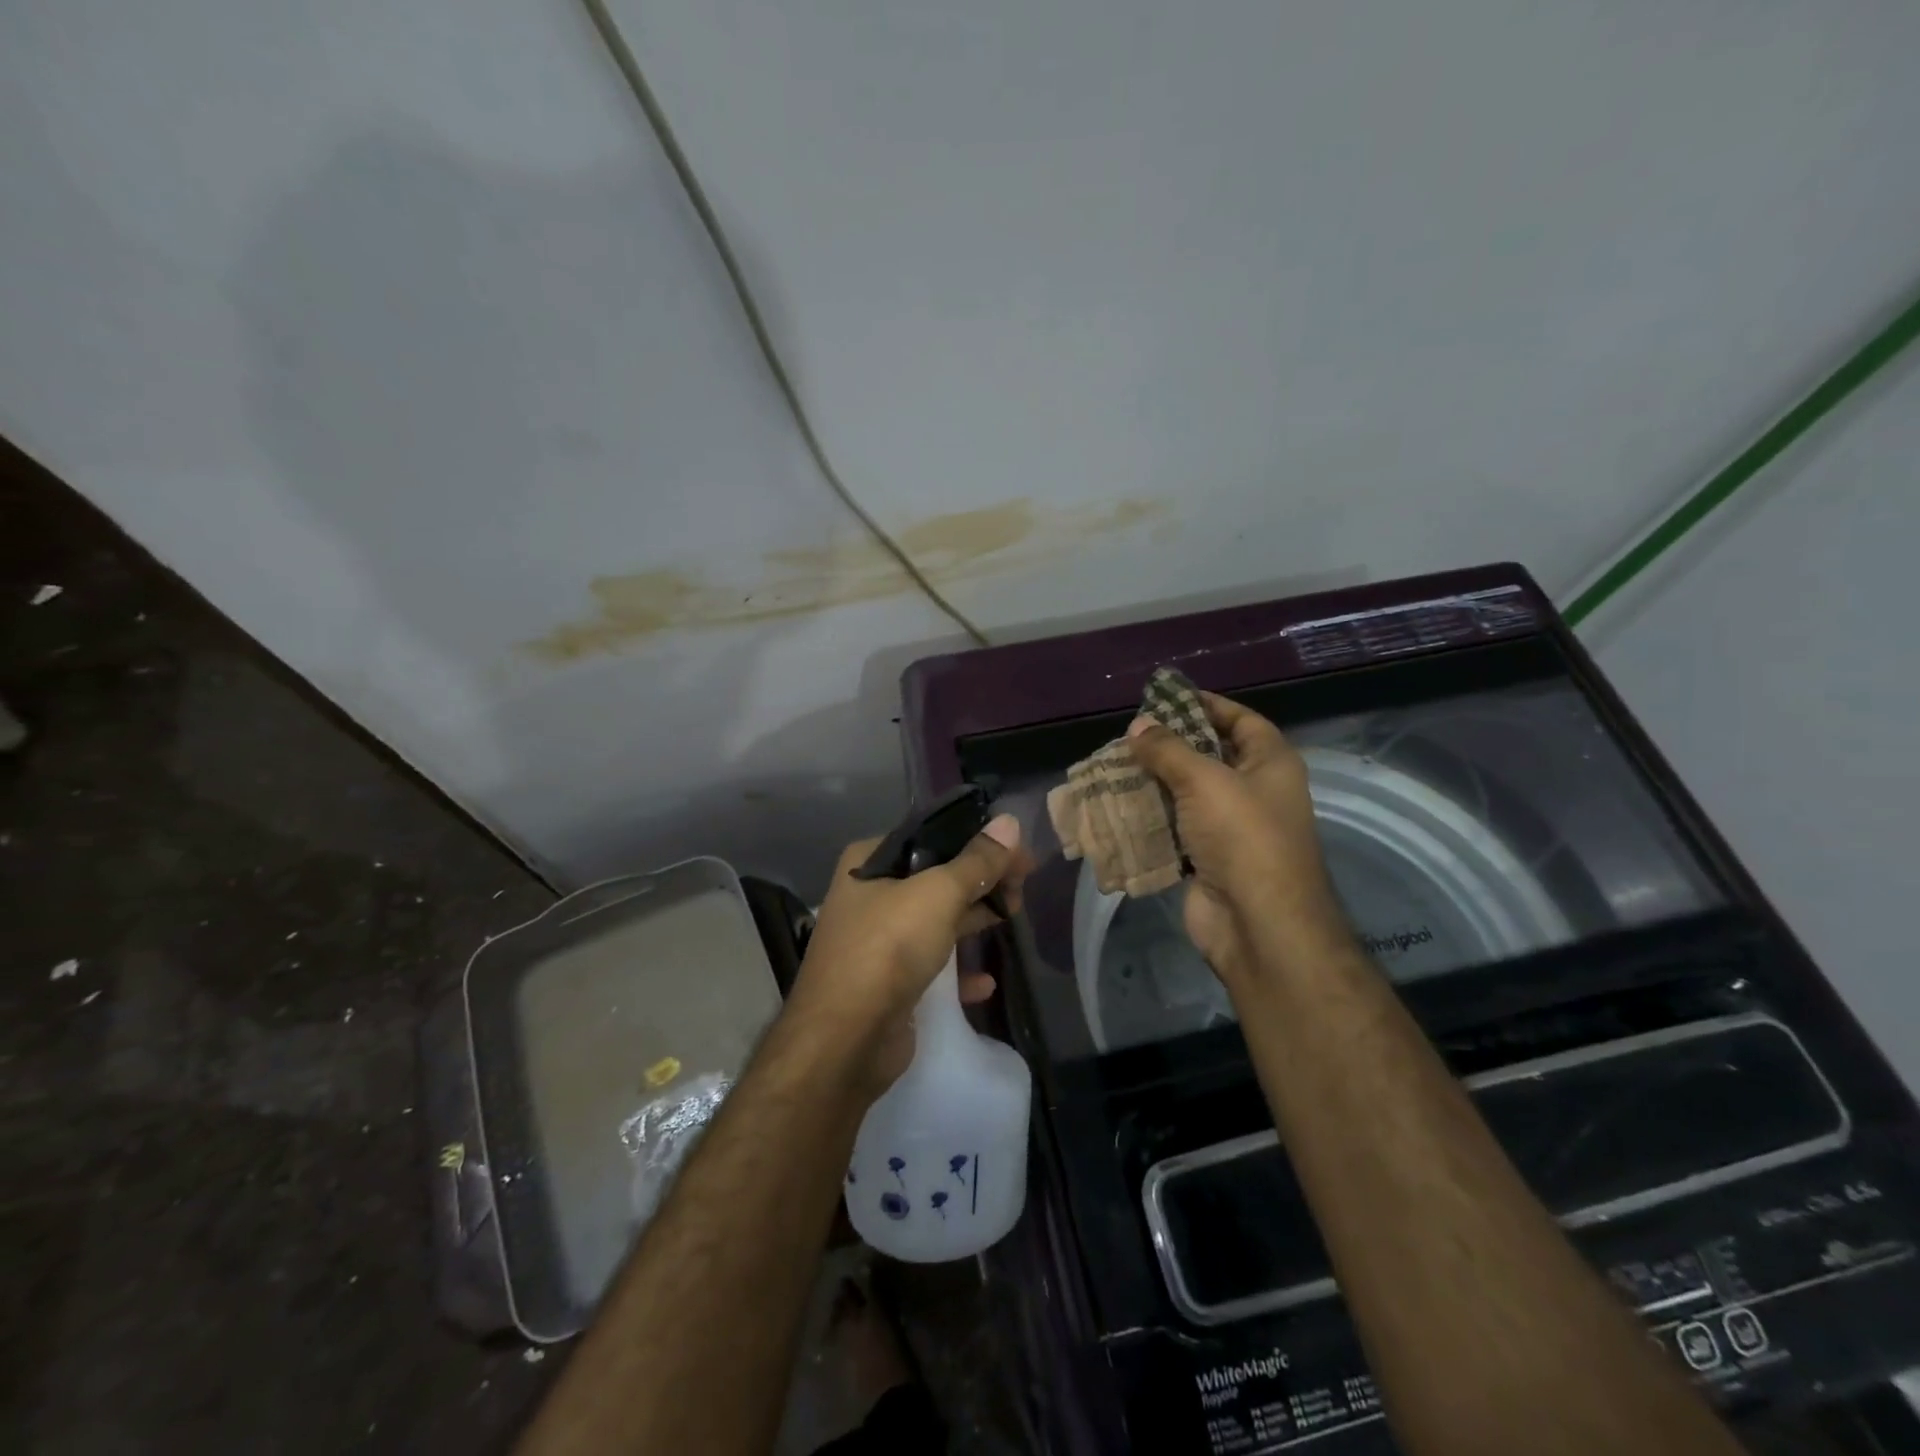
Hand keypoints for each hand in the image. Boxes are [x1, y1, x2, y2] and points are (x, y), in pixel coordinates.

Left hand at [786, 815, 1029, 1094]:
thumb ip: (977, 861)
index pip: (929, 837)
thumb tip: (1011, 822)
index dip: (975, 841)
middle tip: (1022, 887)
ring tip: (1012, 918)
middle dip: (979, 881)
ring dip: (972, 920)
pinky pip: (930, 966)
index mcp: (868, 862)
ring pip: (935, 920)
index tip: (1016, 852)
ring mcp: (876, 942)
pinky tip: (984, 981)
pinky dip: (958, 971)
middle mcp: (868, 896)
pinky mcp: (887, 983)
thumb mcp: (938, 894)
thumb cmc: (888, 948)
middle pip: (935, 877)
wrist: (844, 1040)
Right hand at [1127, 693, 1350, 982]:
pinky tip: (1118, 807)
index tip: (1166, 698)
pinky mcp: (1207, 858)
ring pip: (1186, 795)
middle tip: (1129, 737)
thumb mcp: (1204, 779)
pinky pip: (1174, 829)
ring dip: (1153, 784)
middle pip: (1209, 757)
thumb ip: (1168, 749)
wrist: (1257, 923)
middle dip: (1169, 746)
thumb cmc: (1242, 836)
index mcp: (1271, 763)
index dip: (1207, 705)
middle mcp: (1255, 791)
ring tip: (1113, 767)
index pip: (1241, 720)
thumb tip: (1139, 726)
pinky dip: (1150, 819)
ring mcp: (1231, 828)